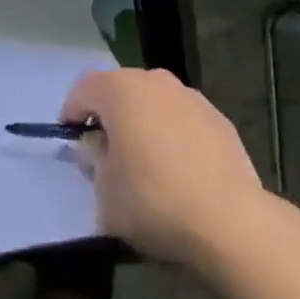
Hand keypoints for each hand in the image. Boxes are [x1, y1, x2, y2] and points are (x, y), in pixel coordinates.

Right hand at [61, 68, 268, 268]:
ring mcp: (189, 95)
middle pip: (121, 91)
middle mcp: (154, 80)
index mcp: (120, 90)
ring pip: (155, 103)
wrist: (228, 218)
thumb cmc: (154, 200)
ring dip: (144, 125)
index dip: (72, 112)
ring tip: (146, 166)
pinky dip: (174, 137)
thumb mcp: (105, 193)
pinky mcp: (218, 117)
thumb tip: (96, 147)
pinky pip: (183, 121)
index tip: (71, 141)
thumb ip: (93, 162)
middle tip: (106, 156)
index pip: (83, 88)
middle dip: (110, 117)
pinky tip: (180, 174)